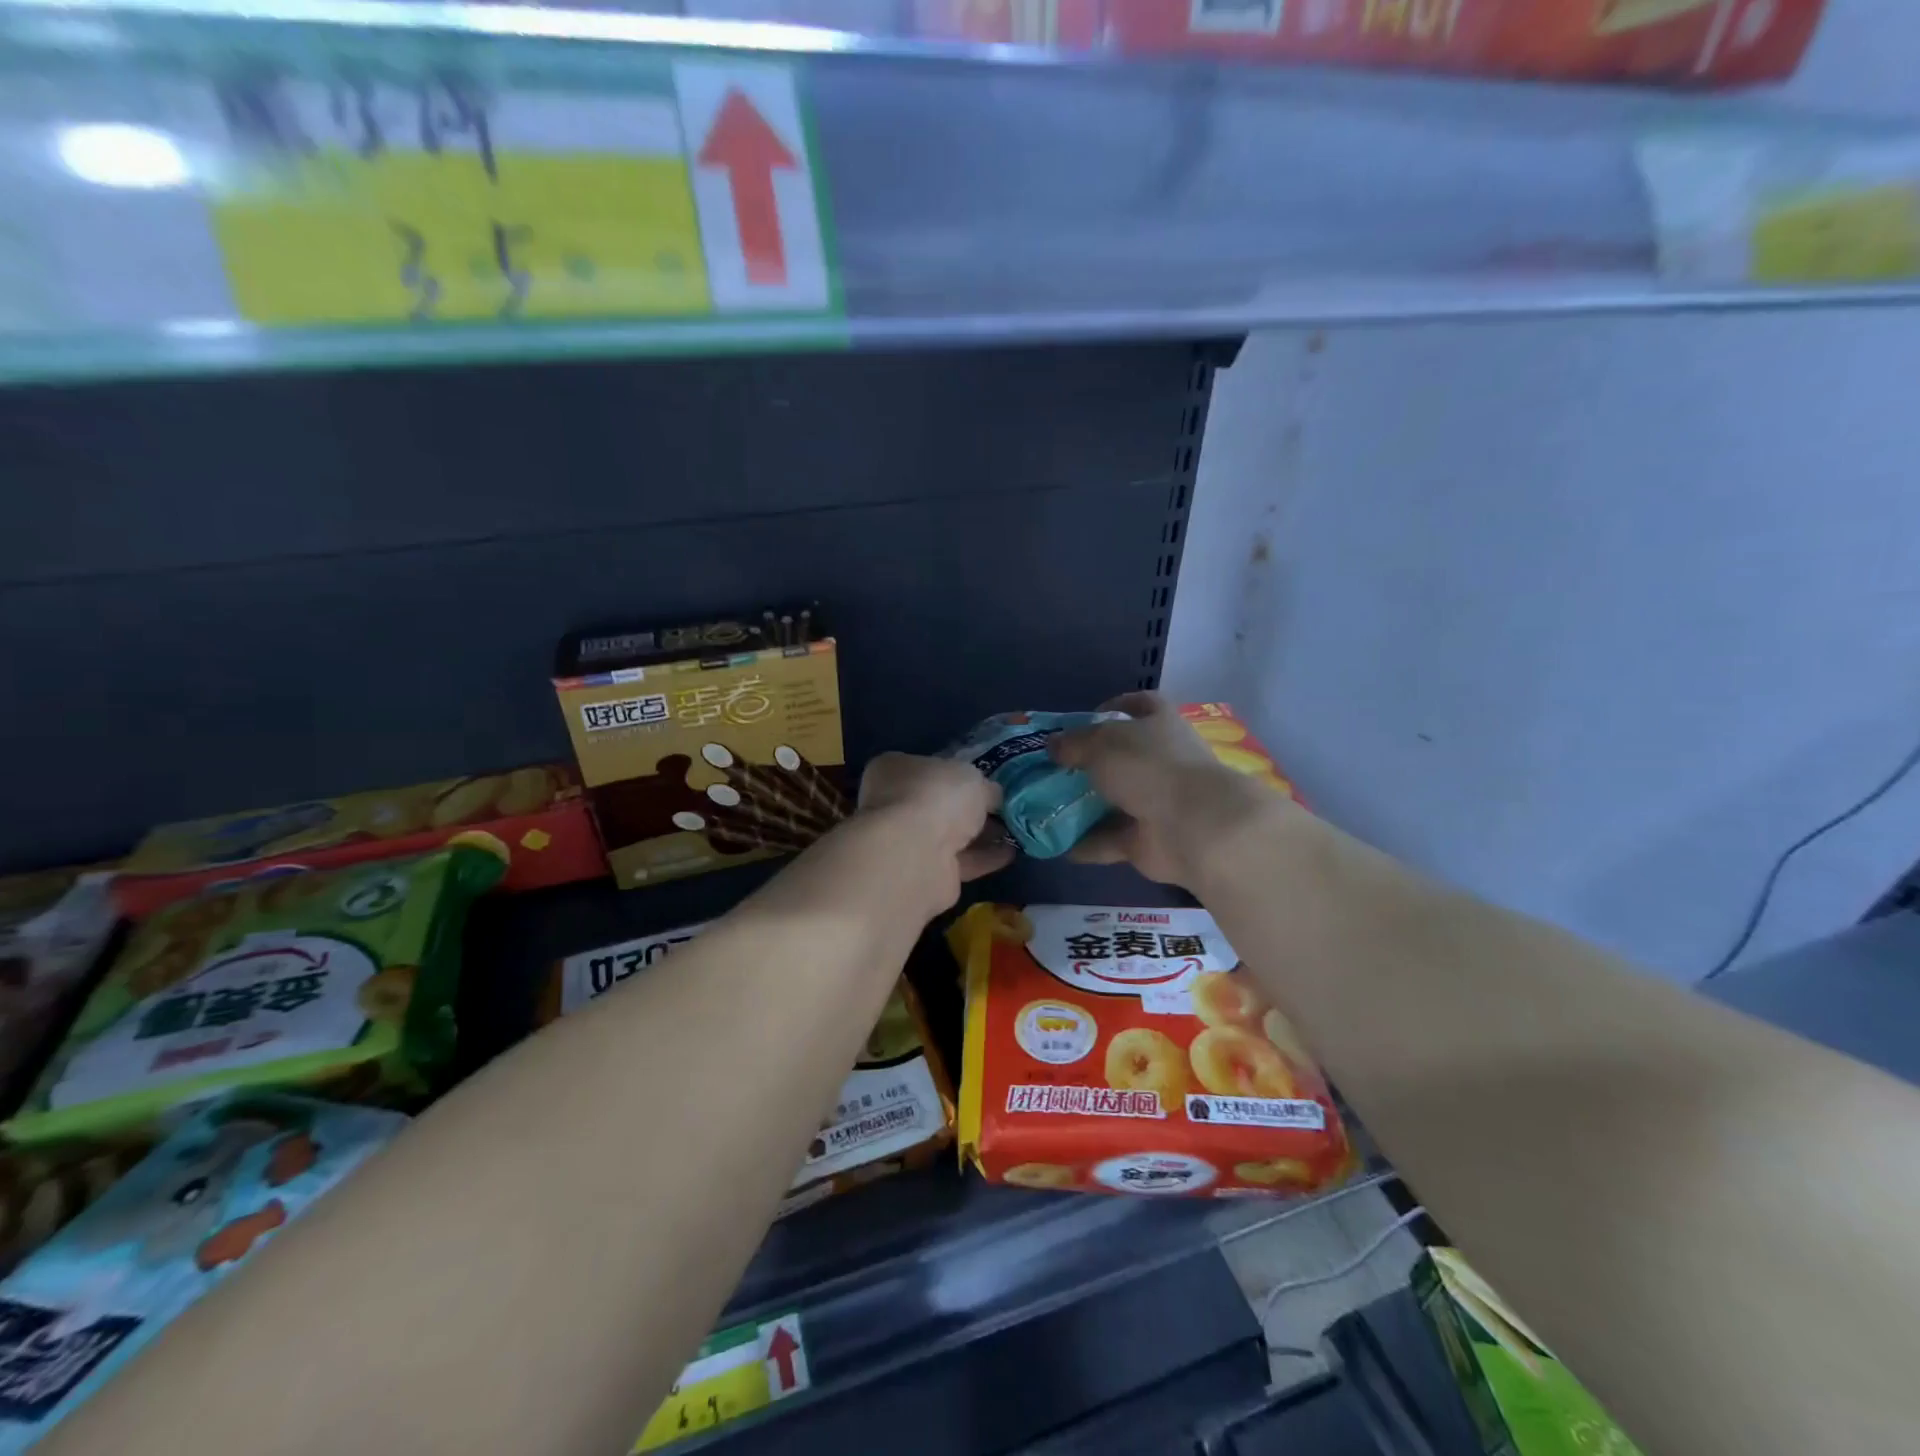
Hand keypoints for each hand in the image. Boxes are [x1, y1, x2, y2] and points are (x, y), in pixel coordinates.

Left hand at [856, 753, 1013, 897]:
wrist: (914, 855)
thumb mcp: (972, 778)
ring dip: (980, 835)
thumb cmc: (936, 797)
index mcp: (895, 769)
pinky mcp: (922, 873)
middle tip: (1005, 810)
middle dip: (971, 809)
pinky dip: (983, 858)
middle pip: (939, 804)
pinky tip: (1010, 853)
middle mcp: (893, 804)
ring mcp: (905, 842)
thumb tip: (993, 796)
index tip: (986, 782)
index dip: (957, 775)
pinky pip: (958, 861)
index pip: (928, 768)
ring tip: (1014, 832)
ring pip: (948, 835)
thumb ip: (984, 787)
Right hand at [1050, 693, 1284, 885]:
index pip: (1139, 706)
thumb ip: (1073, 742)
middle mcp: (1160, 760)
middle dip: (1087, 762)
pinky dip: (1085, 843)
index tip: (1082, 720)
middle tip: (1051, 768)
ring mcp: (1156, 802)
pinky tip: (1053, 843)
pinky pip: (1109, 839)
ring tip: (1043, 806)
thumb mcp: (1101, 742)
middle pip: (1120, 757)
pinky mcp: (1148, 839)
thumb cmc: (1148, 767)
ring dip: (1082, 806)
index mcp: (1159, 723)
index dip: (1112, 708)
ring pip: (1113, 801)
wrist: (1194, 827)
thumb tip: (1053, 744)